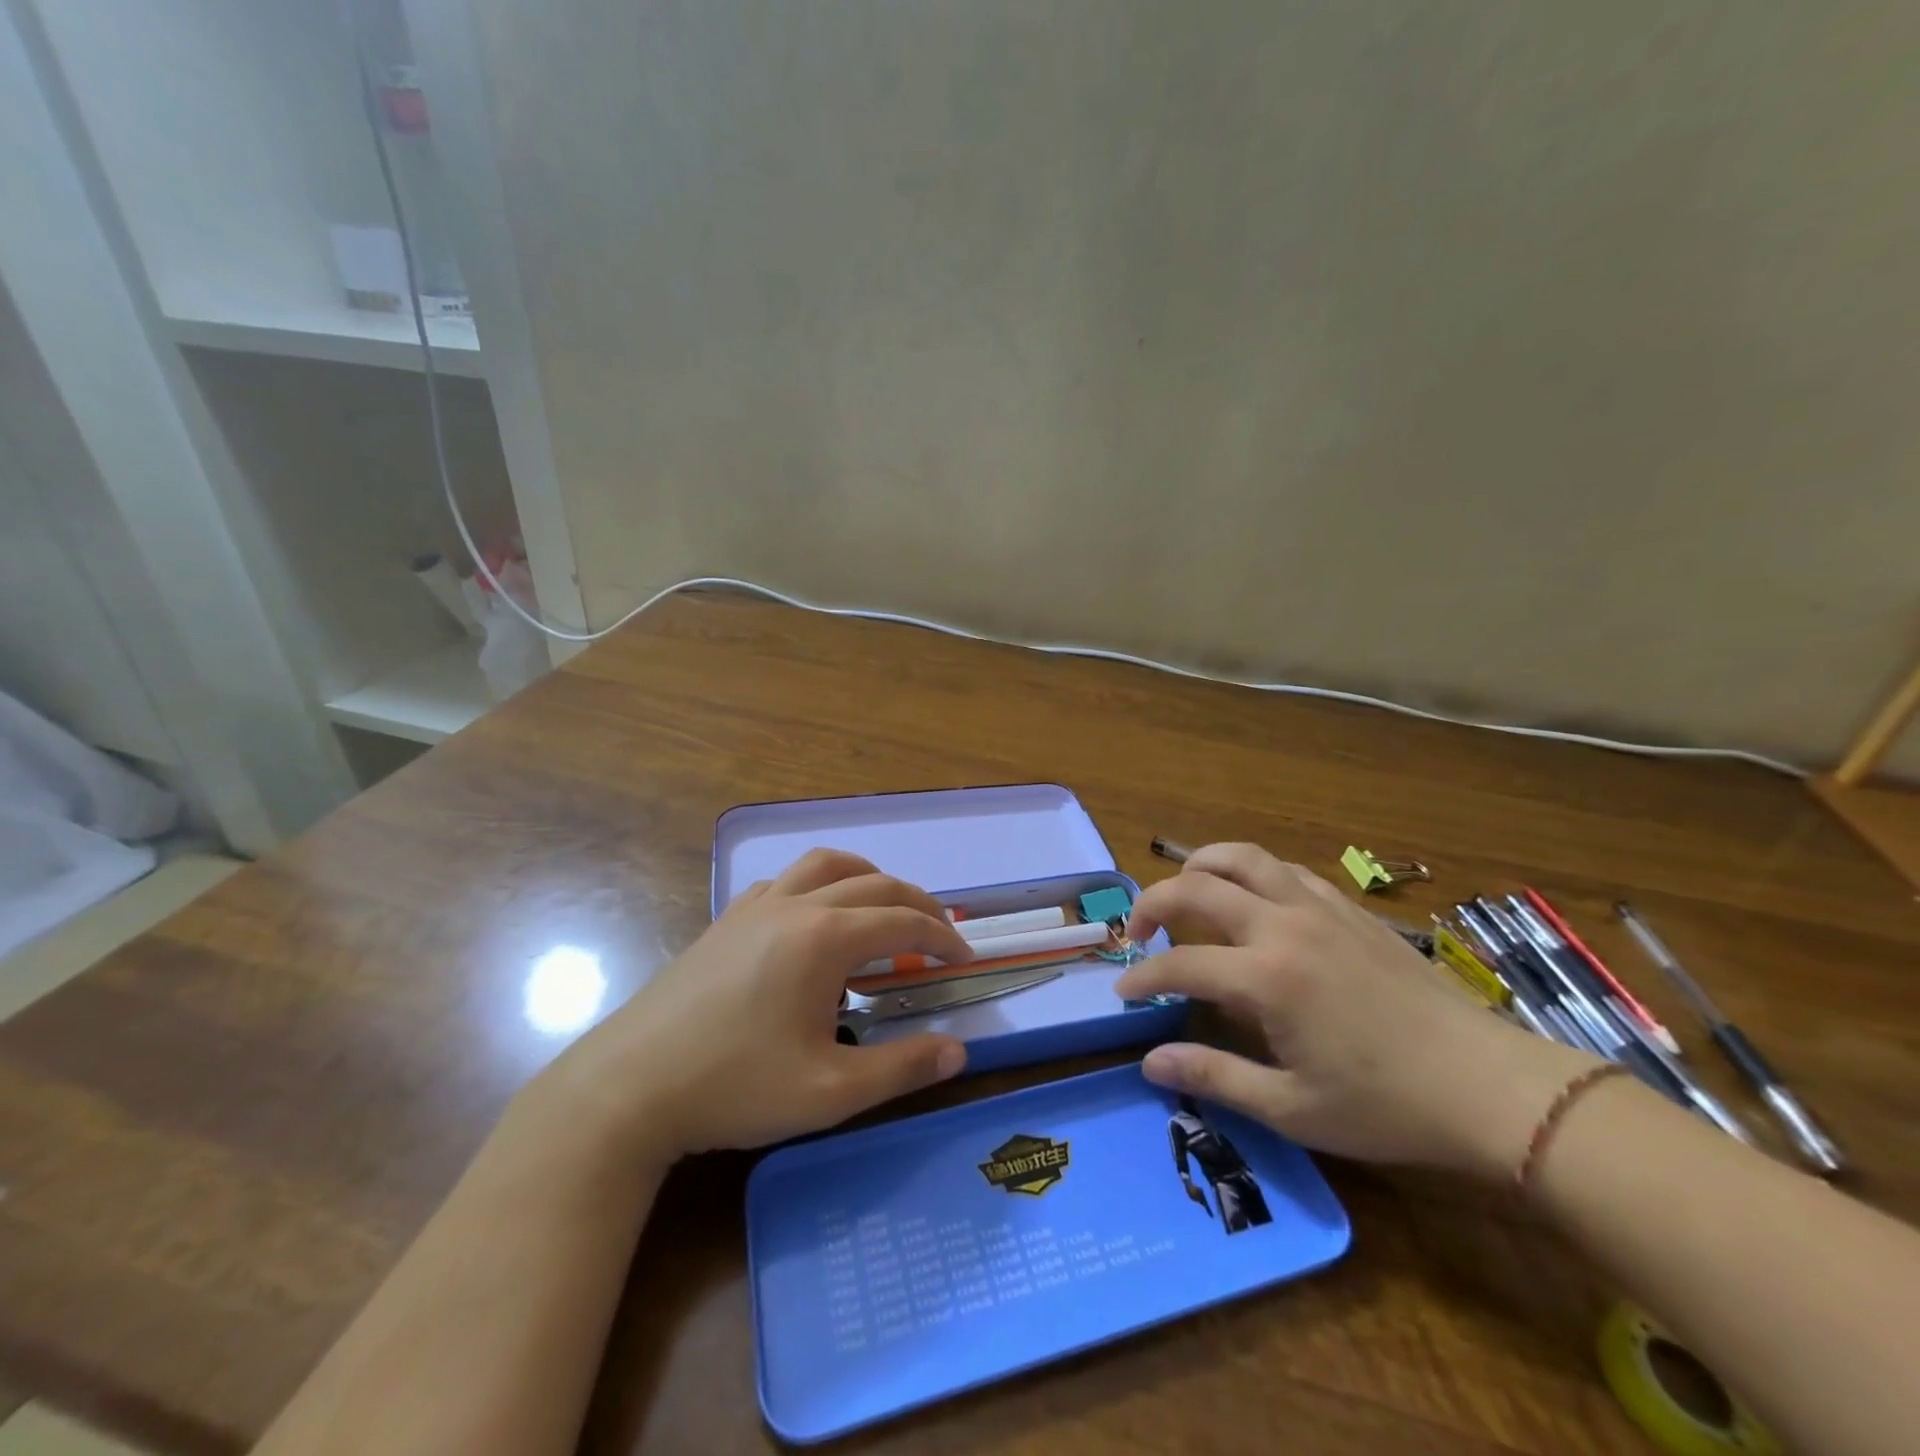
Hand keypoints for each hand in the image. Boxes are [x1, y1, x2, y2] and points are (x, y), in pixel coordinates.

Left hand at [542, 849, 972, 1161]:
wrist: (629, 1087)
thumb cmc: (734, 1087)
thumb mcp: (829, 1093)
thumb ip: (900, 1069)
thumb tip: (958, 1052)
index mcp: (823, 938)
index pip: (901, 922)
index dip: (940, 937)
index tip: (963, 959)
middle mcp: (794, 905)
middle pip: (874, 883)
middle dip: (916, 903)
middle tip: (939, 933)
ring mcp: (755, 906)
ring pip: (825, 864)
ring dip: (867, 877)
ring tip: (884, 907)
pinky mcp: (727, 919)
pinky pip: (785, 880)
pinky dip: (818, 884)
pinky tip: (814, 919)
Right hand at [1113, 844, 1597, 1180]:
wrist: (1489, 1087)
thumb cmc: (1386, 1106)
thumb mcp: (1292, 1108)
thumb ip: (1214, 1077)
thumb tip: (1150, 1063)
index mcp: (1265, 977)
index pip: (1179, 963)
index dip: (1142, 976)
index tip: (1124, 993)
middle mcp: (1283, 926)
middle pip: (1196, 887)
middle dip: (1152, 902)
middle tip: (1138, 931)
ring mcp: (1319, 908)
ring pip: (1242, 858)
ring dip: (1199, 866)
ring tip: (1183, 890)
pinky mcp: (1349, 908)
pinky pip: (1285, 870)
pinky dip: (1251, 873)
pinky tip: (1251, 900)